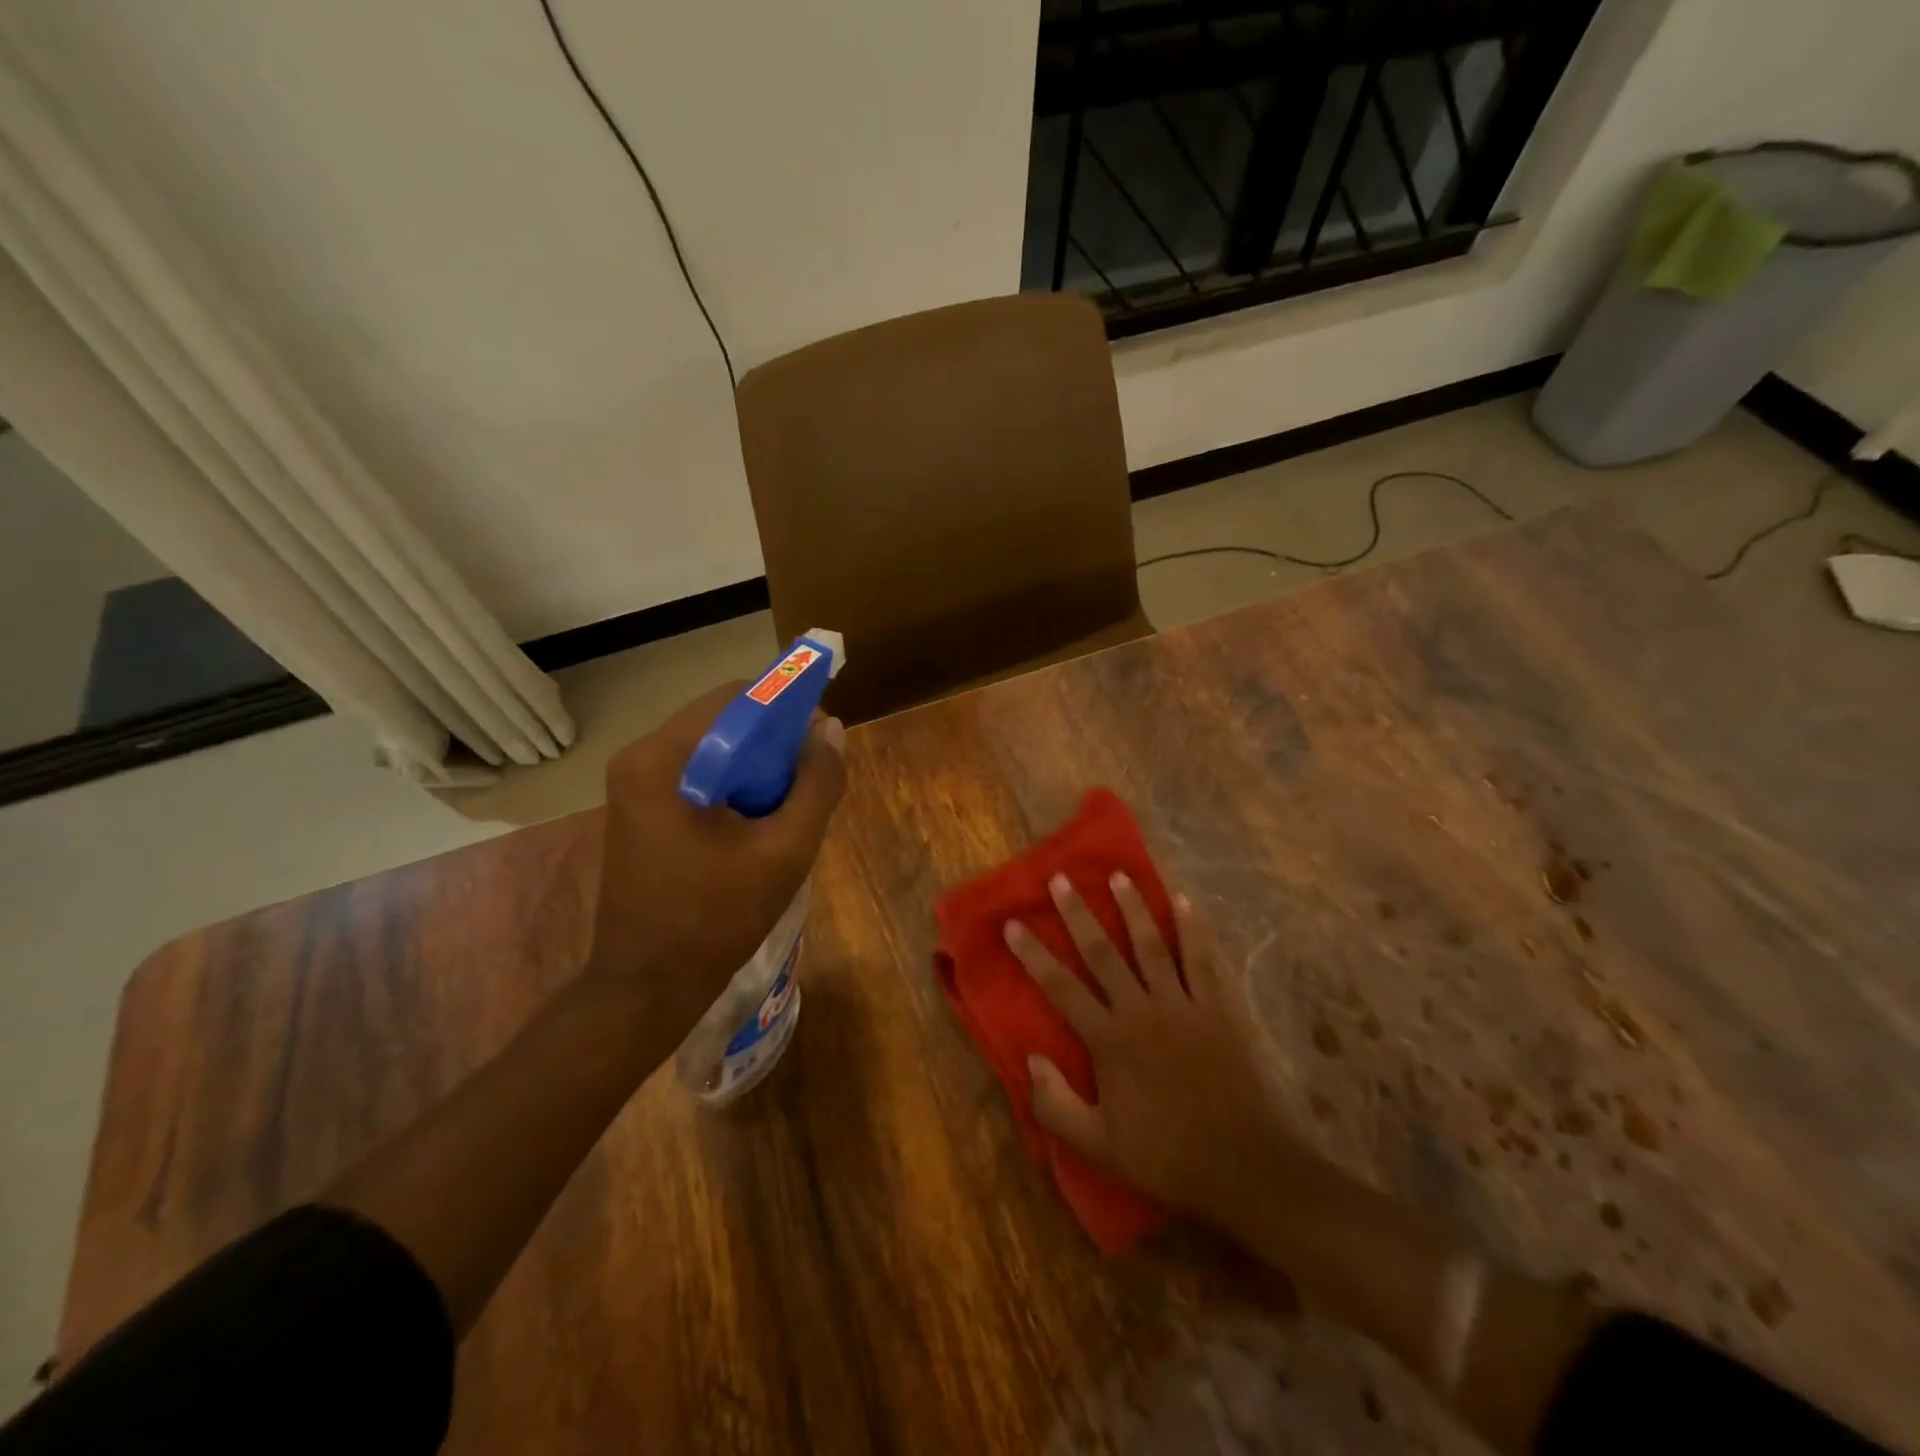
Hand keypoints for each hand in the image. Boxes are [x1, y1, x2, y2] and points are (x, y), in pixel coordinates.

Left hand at [582, 681, 846, 1043]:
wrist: (647, 986)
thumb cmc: (717, 917)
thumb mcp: (785, 849)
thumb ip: (817, 784)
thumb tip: (832, 730)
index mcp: (665, 758)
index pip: (737, 698)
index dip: (789, 707)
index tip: (822, 740)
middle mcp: (641, 757)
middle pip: (723, 721)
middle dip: (774, 741)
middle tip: (811, 779)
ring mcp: (634, 784)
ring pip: (713, 748)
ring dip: (756, 765)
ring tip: (789, 804)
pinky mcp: (639, 809)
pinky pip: (697, 774)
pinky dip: (734, 784)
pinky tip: (758, 820)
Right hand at [1005, 873, 1293, 1226]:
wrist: (1244, 1166)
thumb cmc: (1166, 1156)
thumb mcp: (1099, 1147)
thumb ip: (1055, 1105)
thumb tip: (1031, 1058)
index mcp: (1109, 1040)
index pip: (1061, 987)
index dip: (1033, 954)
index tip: (1013, 923)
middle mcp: (1141, 1010)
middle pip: (1102, 952)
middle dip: (1078, 913)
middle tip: (1061, 879)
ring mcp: (1182, 1004)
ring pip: (1151, 945)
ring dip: (1133, 908)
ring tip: (1120, 875)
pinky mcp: (1217, 1008)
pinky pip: (1202, 959)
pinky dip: (1194, 928)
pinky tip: (1185, 900)